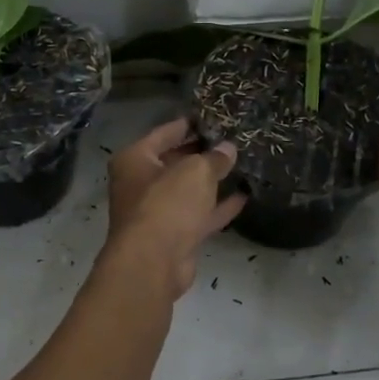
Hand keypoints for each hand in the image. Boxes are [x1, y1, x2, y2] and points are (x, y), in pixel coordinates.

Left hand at [103, 118, 245, 300]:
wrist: (153, 263)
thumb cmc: (167, 204)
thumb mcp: (195, 171)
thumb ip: (214, 158)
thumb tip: (228, 149)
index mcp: (135, 159)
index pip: (165, 133)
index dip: (189, 124)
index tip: (213, 116)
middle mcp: (140, 183)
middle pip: (175, 161)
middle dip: (202, 153)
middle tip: (232, 141)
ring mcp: (156, 212)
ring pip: (188, 191)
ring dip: (211, 181)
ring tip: (241, 165)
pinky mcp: (173, 236)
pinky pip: (198, 215)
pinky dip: (218, 207)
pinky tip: (244, 196)